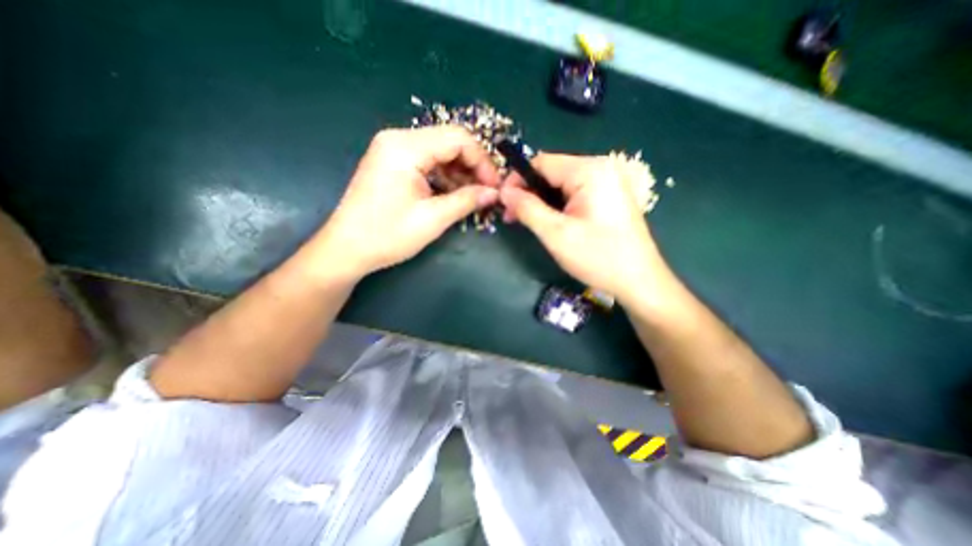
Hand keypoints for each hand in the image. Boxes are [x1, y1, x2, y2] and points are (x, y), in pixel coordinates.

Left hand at [314, 125, 495, 279]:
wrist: (346, 249)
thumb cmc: (387, 236)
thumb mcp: (432, 219)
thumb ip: (467, 201)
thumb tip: (494, 193)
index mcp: (405, 147)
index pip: (458, 139)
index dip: (482, 161)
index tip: (494, 186)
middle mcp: (398, 139)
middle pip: (449, 142)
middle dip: (473, 167)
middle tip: (487, 192)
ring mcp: (393, 150)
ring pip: (440, 152)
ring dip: (460, 173)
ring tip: (473, 197)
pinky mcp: (392, 163)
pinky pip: (427, 162)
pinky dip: (445, 177)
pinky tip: (454, 194)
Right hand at [501, 156, 668, 304]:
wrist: (639, 281)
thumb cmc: (598, 257)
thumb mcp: (556, 234)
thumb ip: (527, 208)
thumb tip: (503, 191)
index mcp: (590, 170)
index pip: (541, 162)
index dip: (517, 180)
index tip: (503, 203)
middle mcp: (601, 167)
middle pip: (551, 171)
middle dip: (529, 193)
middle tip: (512, 217)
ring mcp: (607, 181)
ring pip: (561, 183)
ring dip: (541, 200)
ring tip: (529, 222)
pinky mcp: (609, 195)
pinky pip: (574, 192)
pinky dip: (557, 205)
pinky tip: (550, 221)